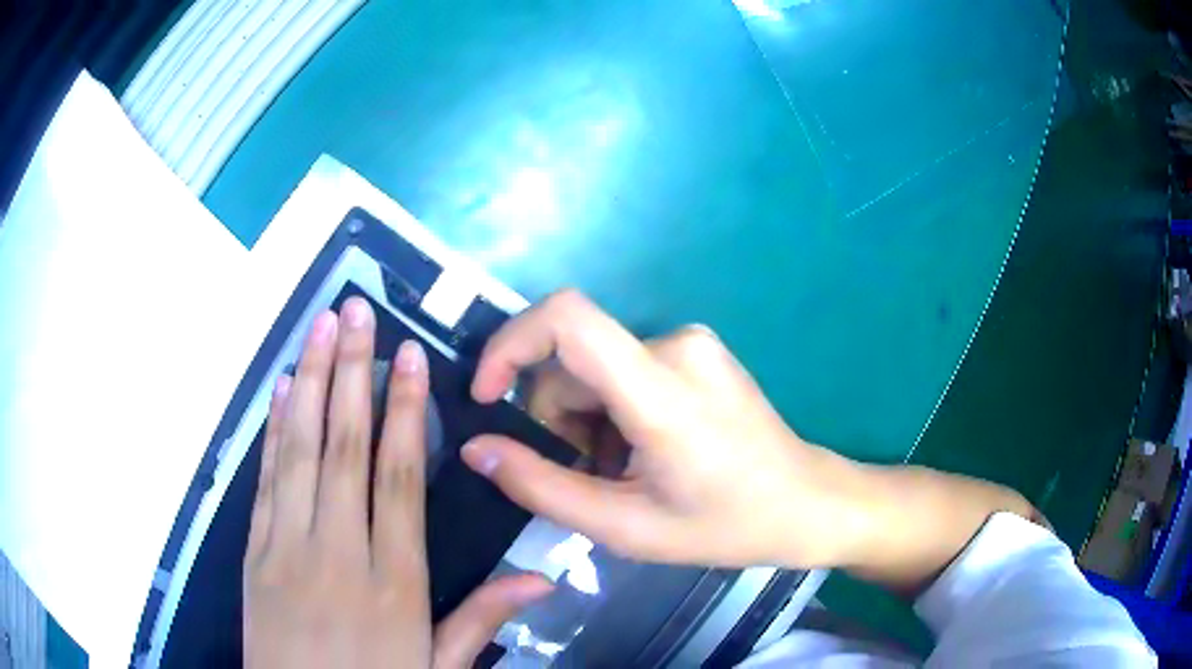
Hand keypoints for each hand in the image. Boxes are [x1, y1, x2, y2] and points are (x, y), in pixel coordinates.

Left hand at [244, 298, 550, 668]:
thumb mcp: (438, 666)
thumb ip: (482, 617)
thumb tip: (543, 579)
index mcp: (394, 582)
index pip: (400, 479)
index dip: (405, 412)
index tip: (408, 356)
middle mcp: (338, 552)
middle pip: (345, 449)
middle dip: (352, 372)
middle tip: (356, 311)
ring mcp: (287, 548)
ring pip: (300, 451)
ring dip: (312, 383)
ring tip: (321, 326)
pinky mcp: (253, 553)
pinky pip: (265, 481)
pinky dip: (274, 430)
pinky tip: (283, 390)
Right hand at [460, 290, 872, 569]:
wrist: (807, 503)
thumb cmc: (725, 525)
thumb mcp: (625, 527)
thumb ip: (541, 486)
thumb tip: (476, 446)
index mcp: (662, 389)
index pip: (566, 319)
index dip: (509, 344)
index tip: (487, 396)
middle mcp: (676, 344)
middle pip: (573, 360)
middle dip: (554, 418)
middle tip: (582, 478)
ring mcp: (692, 344)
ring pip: (596, 369)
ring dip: (585, 421)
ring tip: (619, 475)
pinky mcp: (698, 351)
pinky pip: (626, 369)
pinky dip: (613, 412)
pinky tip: (642, 455)